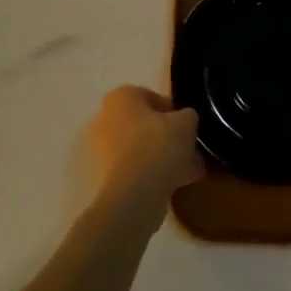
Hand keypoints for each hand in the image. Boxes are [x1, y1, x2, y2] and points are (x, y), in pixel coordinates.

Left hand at [85, 86, 202, 222]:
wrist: (133, 194)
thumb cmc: (158, 147)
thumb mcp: (186, 124)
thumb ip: (187, 116)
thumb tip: (184, 119)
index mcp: (120, 97)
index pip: (149, 96)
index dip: (172, 111)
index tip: (187, 126)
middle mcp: (104, 118)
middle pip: (143, 125)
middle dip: (167, 137)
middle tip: (189, 150)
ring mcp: (101, 149)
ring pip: (140, 149)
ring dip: (162, 158)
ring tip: (189, 172)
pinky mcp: (103, 175)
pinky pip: (133, 169)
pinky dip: (152, 174)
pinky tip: (176, 185)